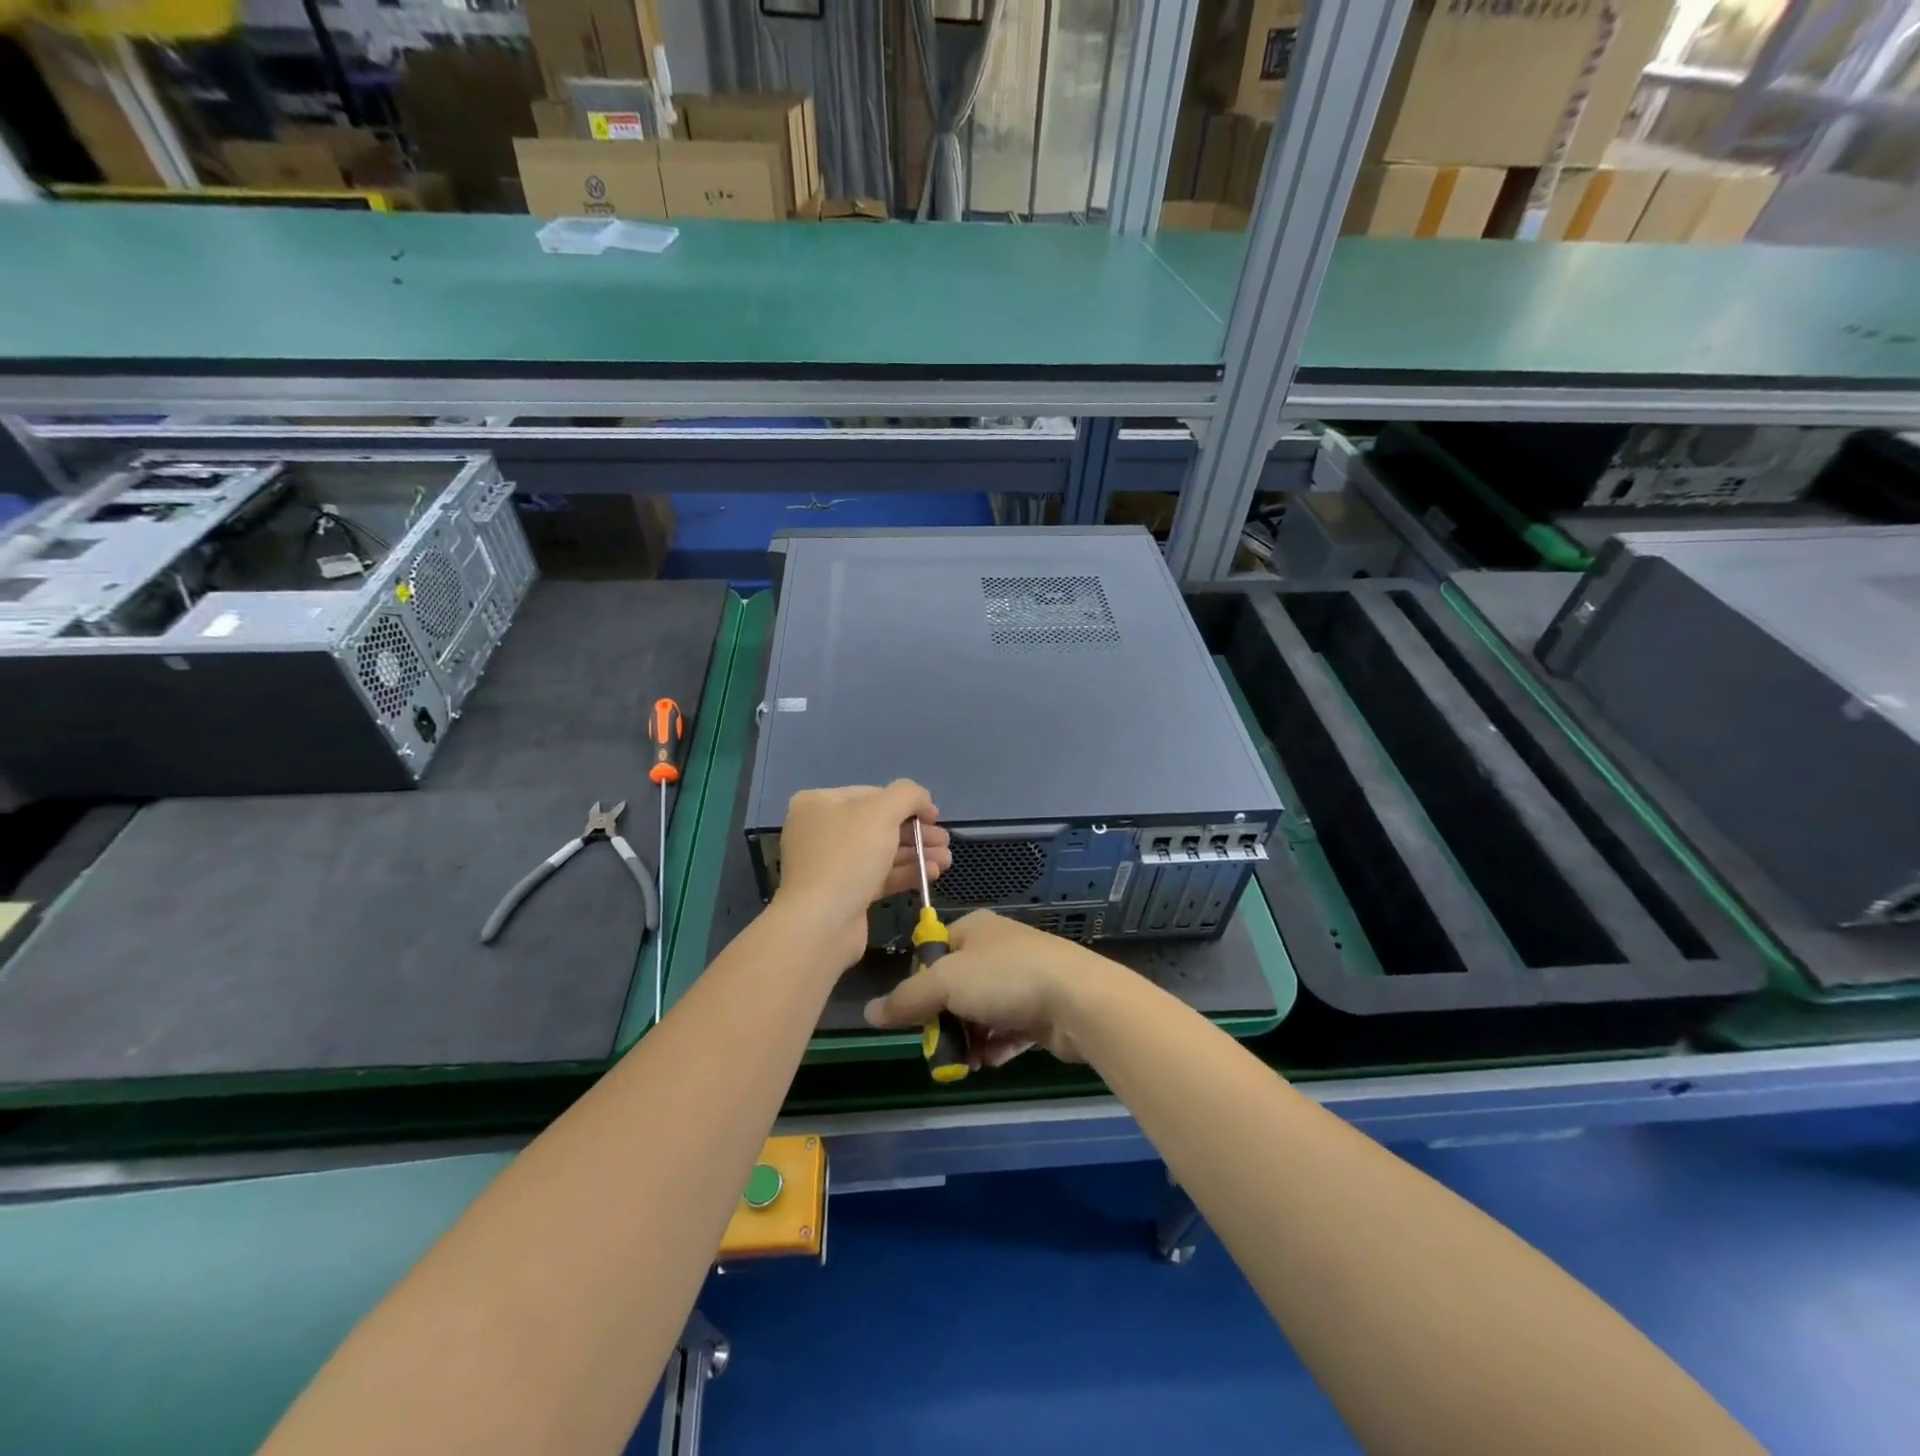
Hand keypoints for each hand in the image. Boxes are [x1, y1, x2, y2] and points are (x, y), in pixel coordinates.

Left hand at [773, 780, 950, 970]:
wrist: (821, 924)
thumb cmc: (848, 856)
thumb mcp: (882, 811)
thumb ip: (908, 795)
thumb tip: (923, 800)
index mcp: (819, 804)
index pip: (872, 794)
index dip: (908, 803)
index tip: (935, 816)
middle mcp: (821, 830)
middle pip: (879, 824)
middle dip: (917, 832)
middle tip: (944, 842)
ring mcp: (832, 864)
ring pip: (882, 852)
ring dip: (917, 854)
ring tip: (947, 861)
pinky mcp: (844, 893)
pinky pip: (880, 876)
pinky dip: (906, 873)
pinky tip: (932, 874)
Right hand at [862, 910, 1108, 1067]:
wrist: (1077, 999)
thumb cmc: (1005, 978)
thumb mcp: (945, 983)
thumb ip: (906, 999)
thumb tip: (869, 1012)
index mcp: (973, 929)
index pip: (933, 952)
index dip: (919, 983)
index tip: (914, 1014)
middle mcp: (997, 948)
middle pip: (955, 987)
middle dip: (945, 1020)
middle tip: (940, 1048)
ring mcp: (1022, 978)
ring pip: (981, 1012)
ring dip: (970, 1039)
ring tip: (965, 1063)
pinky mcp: (1041, 1008)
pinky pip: (1008, 1029)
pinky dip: (996, 1046)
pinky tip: (990, 1062)